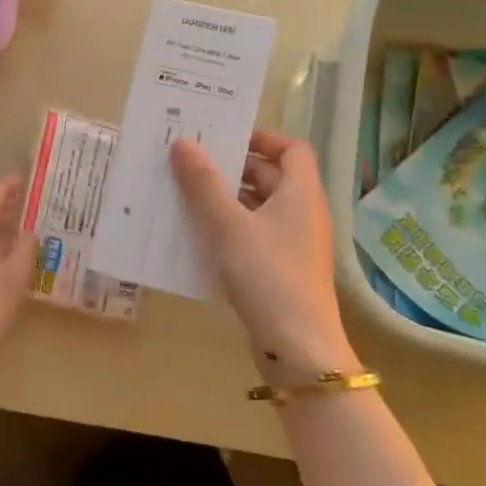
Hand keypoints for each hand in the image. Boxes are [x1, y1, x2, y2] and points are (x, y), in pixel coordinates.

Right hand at [170, 130, 357, 382]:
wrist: (297, 348)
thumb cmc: (266, 274)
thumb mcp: (228, 225)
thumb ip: (203, 183)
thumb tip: (183, 143)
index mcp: (301, 194)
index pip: (292, 149)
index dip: (261, 138)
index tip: (223, 138)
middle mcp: (303, 214)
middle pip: (272, 177)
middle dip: (232, 169)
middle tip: (190, 165)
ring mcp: (294, 245)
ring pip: (259, 208)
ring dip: (226, 200)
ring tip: (185, 197)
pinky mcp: (282, 272)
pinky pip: (254, 236)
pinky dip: (229, 230)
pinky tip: (198, 237)